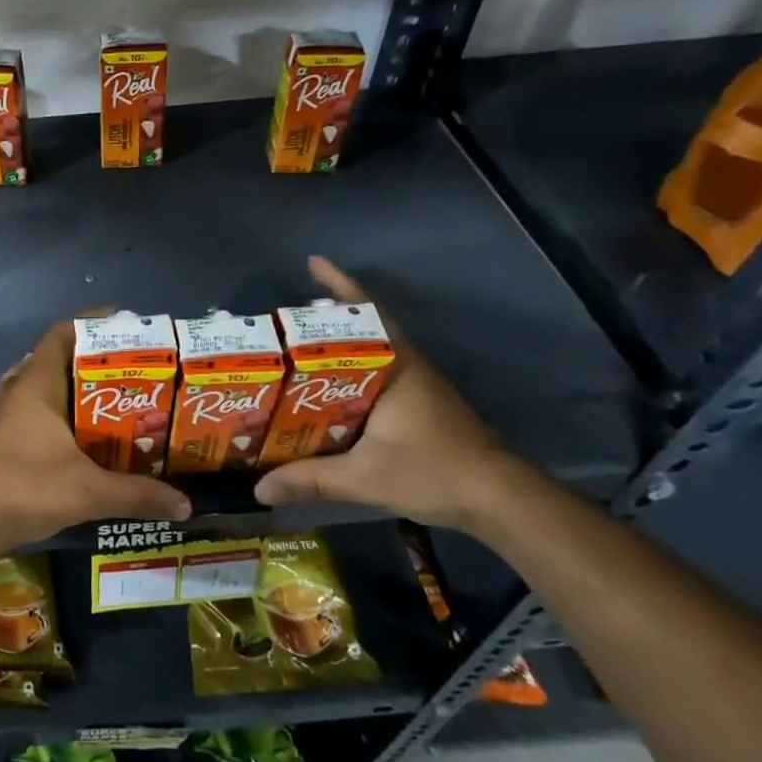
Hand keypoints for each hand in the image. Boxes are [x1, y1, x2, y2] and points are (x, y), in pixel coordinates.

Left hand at [0, 320, 191, 556]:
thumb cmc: (25, 489)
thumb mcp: (88, 492)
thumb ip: (137, 495)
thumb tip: (185, 504)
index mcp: (35, 385)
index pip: (61, 335)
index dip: (90, 323)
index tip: (123, 323)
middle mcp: (15, 390)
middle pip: (53, 359)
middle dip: (89, 360)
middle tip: (127, 369)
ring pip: (39, 386)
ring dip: (69, 388)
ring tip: (107, 399)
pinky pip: (28, 410)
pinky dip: (53, 413)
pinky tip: (74, 435)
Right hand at [255, 257, 525, 531]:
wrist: (502, 499)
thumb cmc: (434, 472)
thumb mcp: (365, 477)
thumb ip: (311, 480)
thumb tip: (259, 489)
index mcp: (397, 367)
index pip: (365, 314)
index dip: (339, 286)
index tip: (313, 262)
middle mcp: (408, 367)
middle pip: (365, 327)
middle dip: (327, 316)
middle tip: (285, 318)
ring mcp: (418, 385)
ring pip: (373, 351)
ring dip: (340, 344)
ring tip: (297, 350)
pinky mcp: (421, 405)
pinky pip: (379, 373)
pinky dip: (352, 370)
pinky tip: (330, 389)